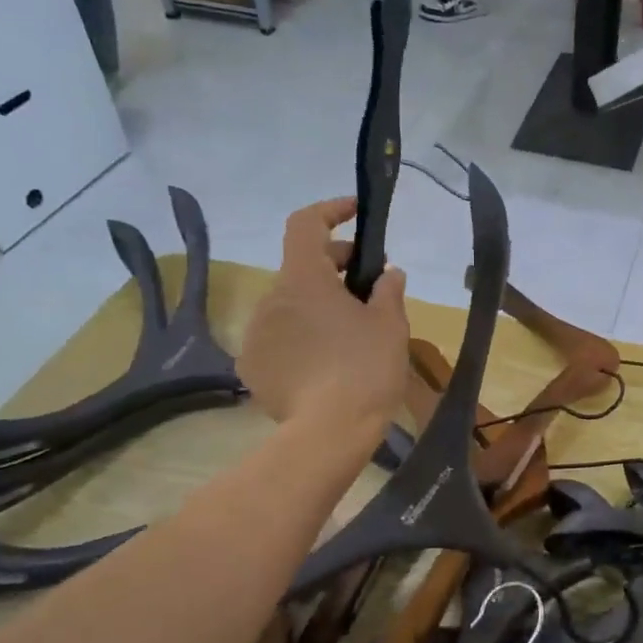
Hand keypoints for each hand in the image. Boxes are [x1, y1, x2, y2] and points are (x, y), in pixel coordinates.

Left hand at [239, 199, 407, 430]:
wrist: (329, 432)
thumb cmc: (366, 367)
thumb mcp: (390, 324)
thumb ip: (388, 290)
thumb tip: (388, 273)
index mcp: (304, 279)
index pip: (305, 224)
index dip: (330, 210)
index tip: (356, 213)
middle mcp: (271, 299)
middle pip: (301, 266)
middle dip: (335, 265)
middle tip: (370, 285)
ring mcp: (256, 334)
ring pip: (290, 304)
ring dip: (318, 303)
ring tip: (350, 329)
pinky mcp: (252, 365)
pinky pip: (279, 336)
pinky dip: (302, 335)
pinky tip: (326, 361)